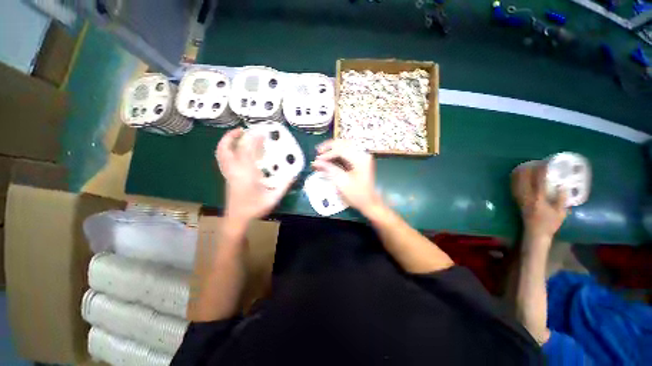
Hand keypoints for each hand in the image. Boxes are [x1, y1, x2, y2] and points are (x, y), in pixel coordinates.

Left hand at [215, 128, 290, 221]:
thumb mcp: (273, 198)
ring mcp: (229, 173)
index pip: (246, 151)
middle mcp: (234, 171)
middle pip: (226, 149)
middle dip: (232, 136)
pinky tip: (239, 151)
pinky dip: (228, 150)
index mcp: (246, 174)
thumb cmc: (254, 209)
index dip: (252, 138)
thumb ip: (284, 186)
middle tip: (242, 129)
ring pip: (221, 154)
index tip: (261, 132)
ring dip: (228, 142)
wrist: (237, 219)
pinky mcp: (228, 176)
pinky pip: (224, 159)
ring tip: (238, 136)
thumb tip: (294, 175)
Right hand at [311, 139, 380, 211]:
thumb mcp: (342, 182)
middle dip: (329, 147)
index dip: (328, 154)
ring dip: (332, 148)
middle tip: (318, 152)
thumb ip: (329, 169)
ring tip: (321, 153)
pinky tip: (329, 156)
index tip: (317, 159)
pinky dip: (337, 153)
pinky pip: (347, 151)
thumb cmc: (357, 194)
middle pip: (344, 143)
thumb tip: (316, 162)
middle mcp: (362, 154)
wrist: (369, 202)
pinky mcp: (359, 160)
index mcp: (360, 159)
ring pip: (345, 145)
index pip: (341, 150)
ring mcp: (362, 156)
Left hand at [511, 163, 566, 240]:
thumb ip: (562, 199)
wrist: (535, 233)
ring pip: (517, 184)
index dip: (541, 172)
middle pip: (525, 181)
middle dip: (528, 170)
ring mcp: (520, 199)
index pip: (539, 182)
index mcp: (539, 199)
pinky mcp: (517, 201)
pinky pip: (514, 189)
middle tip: (533, 162)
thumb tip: (563, 186)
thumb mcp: (560, 213)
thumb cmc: (550, 224)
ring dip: (520, 174)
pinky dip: (515, 181)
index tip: (545, 163)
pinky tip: (516, 176)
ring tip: (524, 166)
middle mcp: (527, 197)